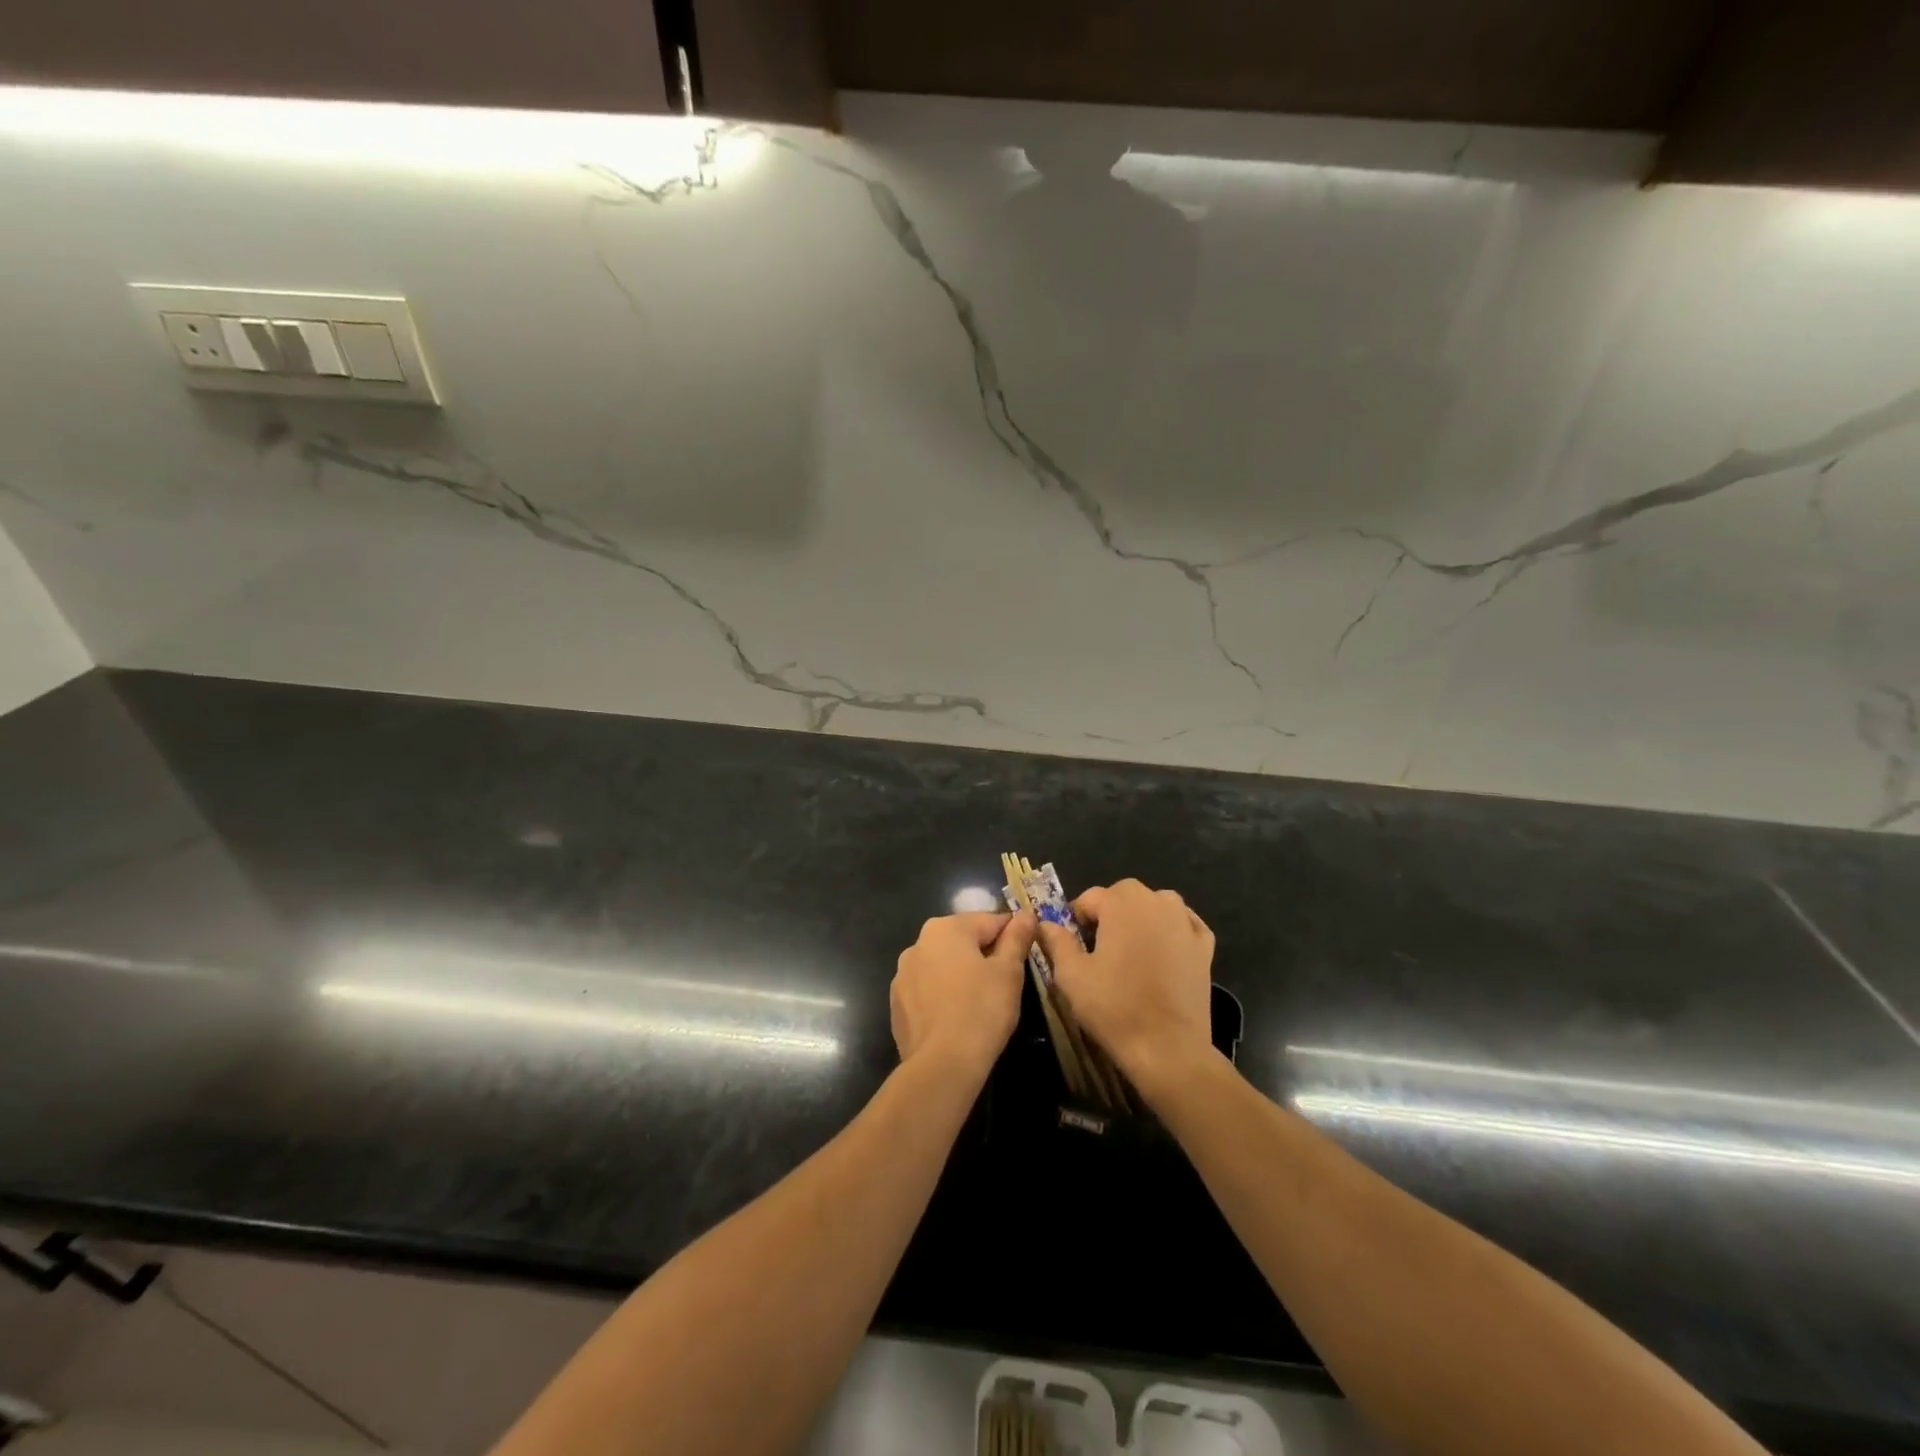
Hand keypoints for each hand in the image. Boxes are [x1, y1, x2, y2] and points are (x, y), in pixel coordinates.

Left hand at [891, 912, 1035, 1078]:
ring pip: (943, 966)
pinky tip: (957, 1018)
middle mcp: (918, 943)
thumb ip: (1016, 938)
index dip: (1012, 935)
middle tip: (1007, 982)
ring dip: (961, 974)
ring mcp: (903, 974)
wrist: (942, 1065)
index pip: (989, 921)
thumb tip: (1026, 914)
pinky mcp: (897, 1004)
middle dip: (985, 955)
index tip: (1026, 953)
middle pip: (963, 941)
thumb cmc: (982, 1010)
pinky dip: (943, 996)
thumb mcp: (1009, 972)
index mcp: (946, 928)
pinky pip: (928, 990)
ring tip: (982, 1002)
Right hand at [1036, 879, 1215, 1096]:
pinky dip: (1172, 930)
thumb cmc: (1114, 1007)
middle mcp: (1156, 902)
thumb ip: (1057, 942)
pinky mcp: (1205, 946)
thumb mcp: (1072, 975)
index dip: (1076, 919)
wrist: (1168, 1048)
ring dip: (1142, 917)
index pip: (1089, 898)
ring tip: (1131, 949)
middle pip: (1124, 895)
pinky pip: (1185, 924)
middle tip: (1099, 948)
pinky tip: (1164, 951)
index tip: (1072, 945)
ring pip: (1157, 905)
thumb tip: (1045, 924)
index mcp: (1121, 903)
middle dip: (1109, 913)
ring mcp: (1185, 922)